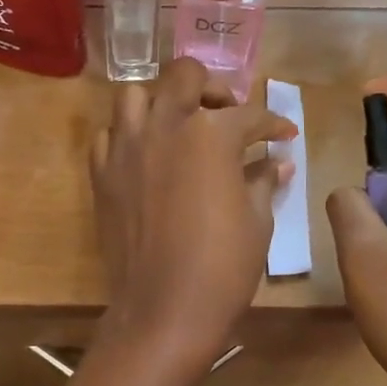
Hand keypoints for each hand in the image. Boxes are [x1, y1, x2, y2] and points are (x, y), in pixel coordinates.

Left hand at [91, 58, 295, 371]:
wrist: (163, 309)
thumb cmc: (222, 267)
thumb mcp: (256, 222)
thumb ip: (263, 180)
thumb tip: (277, 161)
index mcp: (211, 134)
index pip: (250, 115)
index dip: (273, 123)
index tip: (284, 134)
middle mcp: (164, 126)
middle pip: (186, 76)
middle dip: (213, 87)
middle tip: (227, 114)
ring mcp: (126, 147)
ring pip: (136, 95)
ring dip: (161, 101)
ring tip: (178, 125)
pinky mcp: (101, 173)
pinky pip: (108, 135)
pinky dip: (127, 135)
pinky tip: (144, 155)